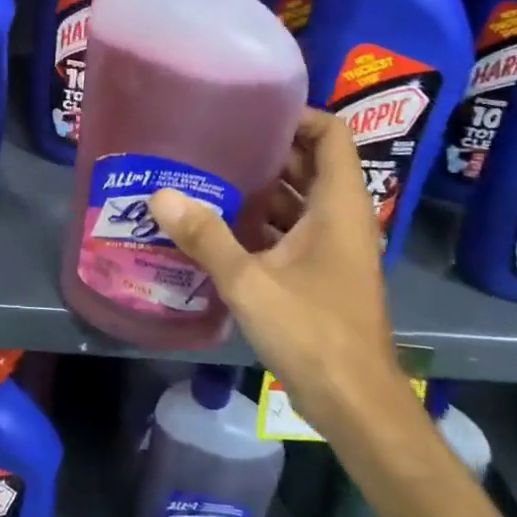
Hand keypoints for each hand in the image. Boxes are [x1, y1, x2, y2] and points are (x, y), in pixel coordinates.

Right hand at [147, 109, 417, 439]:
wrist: (356, 403)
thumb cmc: (313, 332)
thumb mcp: (251, 282)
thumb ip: (206, 237)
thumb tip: (160, 195)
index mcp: (338, 207)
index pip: (331, 135)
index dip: (297, 116)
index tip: (251, 112)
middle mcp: (341, 219)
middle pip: (310, 165)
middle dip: (267, 151)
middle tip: (216, 142)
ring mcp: (333, 249)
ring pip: (299, 201)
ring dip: (261, 190)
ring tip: (209, 177)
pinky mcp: (321, 275)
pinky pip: (292, 232)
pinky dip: (262, 224)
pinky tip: (219, 228)